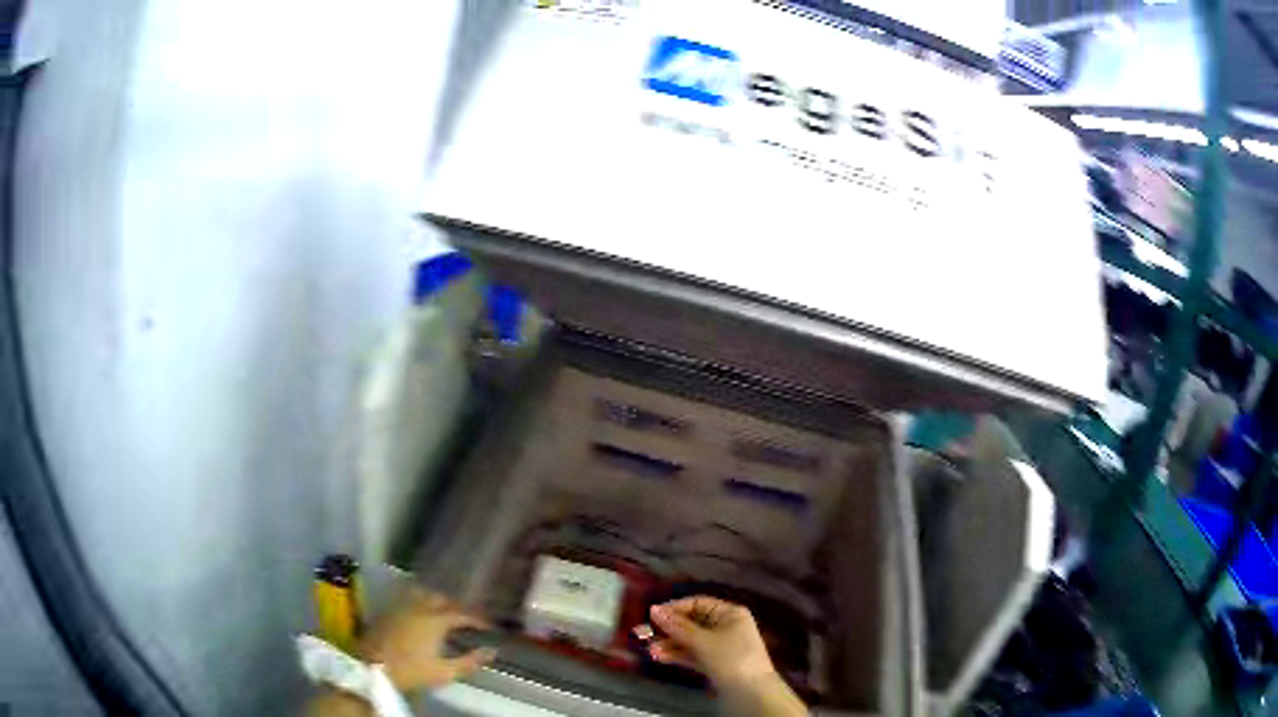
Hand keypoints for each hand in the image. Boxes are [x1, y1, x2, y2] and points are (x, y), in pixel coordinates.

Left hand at [356, 587, 496, 691]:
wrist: (372, 667)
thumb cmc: (411, 671)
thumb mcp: (445, 672)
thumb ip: (470, 661)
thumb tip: (491, 651)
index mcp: (436, 620)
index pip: (462, 613)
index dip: (478, 619)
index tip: (489, 626)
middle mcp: (419, 606)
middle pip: (443, 599)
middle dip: (457, 607)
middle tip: (467, 619)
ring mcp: (401, 606)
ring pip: (423, 594)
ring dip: (437, 600)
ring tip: (444, 611)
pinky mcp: (388, 610)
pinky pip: (408, 598)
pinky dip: (420, 601)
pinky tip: (421, 613)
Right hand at [645, 596, 775, 687]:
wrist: (751, 693)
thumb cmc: (731, 659)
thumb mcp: (704, 641)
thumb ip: (678, 626)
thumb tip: (655, 610)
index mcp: (730, 613)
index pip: (698, 603)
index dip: (675, 608)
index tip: (652, 615)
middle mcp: (726, 626)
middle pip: (692, 622)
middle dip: (668, 629)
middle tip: (643, 633)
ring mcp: (720, 646)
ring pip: (689, 640)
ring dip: (669, 644)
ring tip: (650, 649)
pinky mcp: (714, 663)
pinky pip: (692, 654)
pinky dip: (677, 655)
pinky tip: (660, 657)